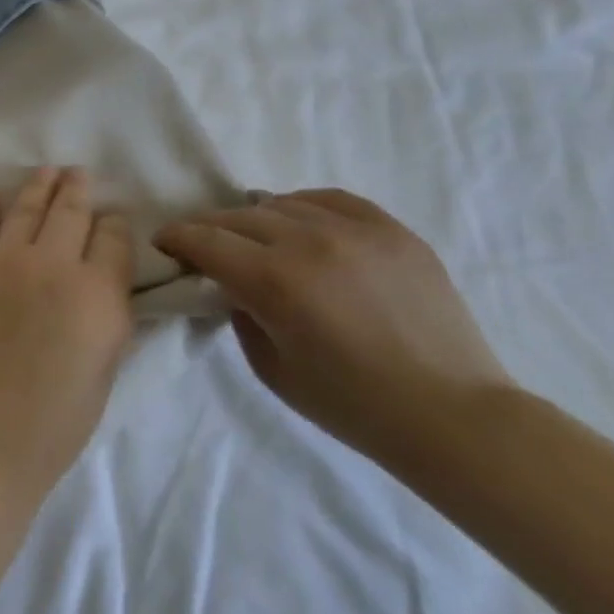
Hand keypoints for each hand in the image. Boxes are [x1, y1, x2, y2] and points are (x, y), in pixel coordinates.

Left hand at [0, 168, 135, 504]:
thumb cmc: (55, 424)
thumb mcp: (105, 370)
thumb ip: (107, 316)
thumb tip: (102, 284)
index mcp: (98, 292)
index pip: (113, 237)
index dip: (115, 225)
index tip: (112, 221)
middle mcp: (51, 264)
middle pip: (69, 211)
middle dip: (77, 189)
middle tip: (77, 174)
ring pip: (24, 210)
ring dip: (37, 187)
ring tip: (45, 171)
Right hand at [155, 189, 511, 462]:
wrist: (450, 414)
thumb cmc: (351, 404)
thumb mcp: (271, 368)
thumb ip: (241, 315)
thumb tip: (234, 285)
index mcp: (275, 281)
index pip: (206, 241)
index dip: (176, 237)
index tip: (163, 242)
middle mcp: (310, 242)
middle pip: (239, 217)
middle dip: (209, 227)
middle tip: (200, 244)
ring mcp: (357, 231)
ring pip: (283, 203)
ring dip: (255, 218)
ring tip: (251, 236)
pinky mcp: (393, 231)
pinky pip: (332, 200)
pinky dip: (303, 206)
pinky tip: (299, 222)